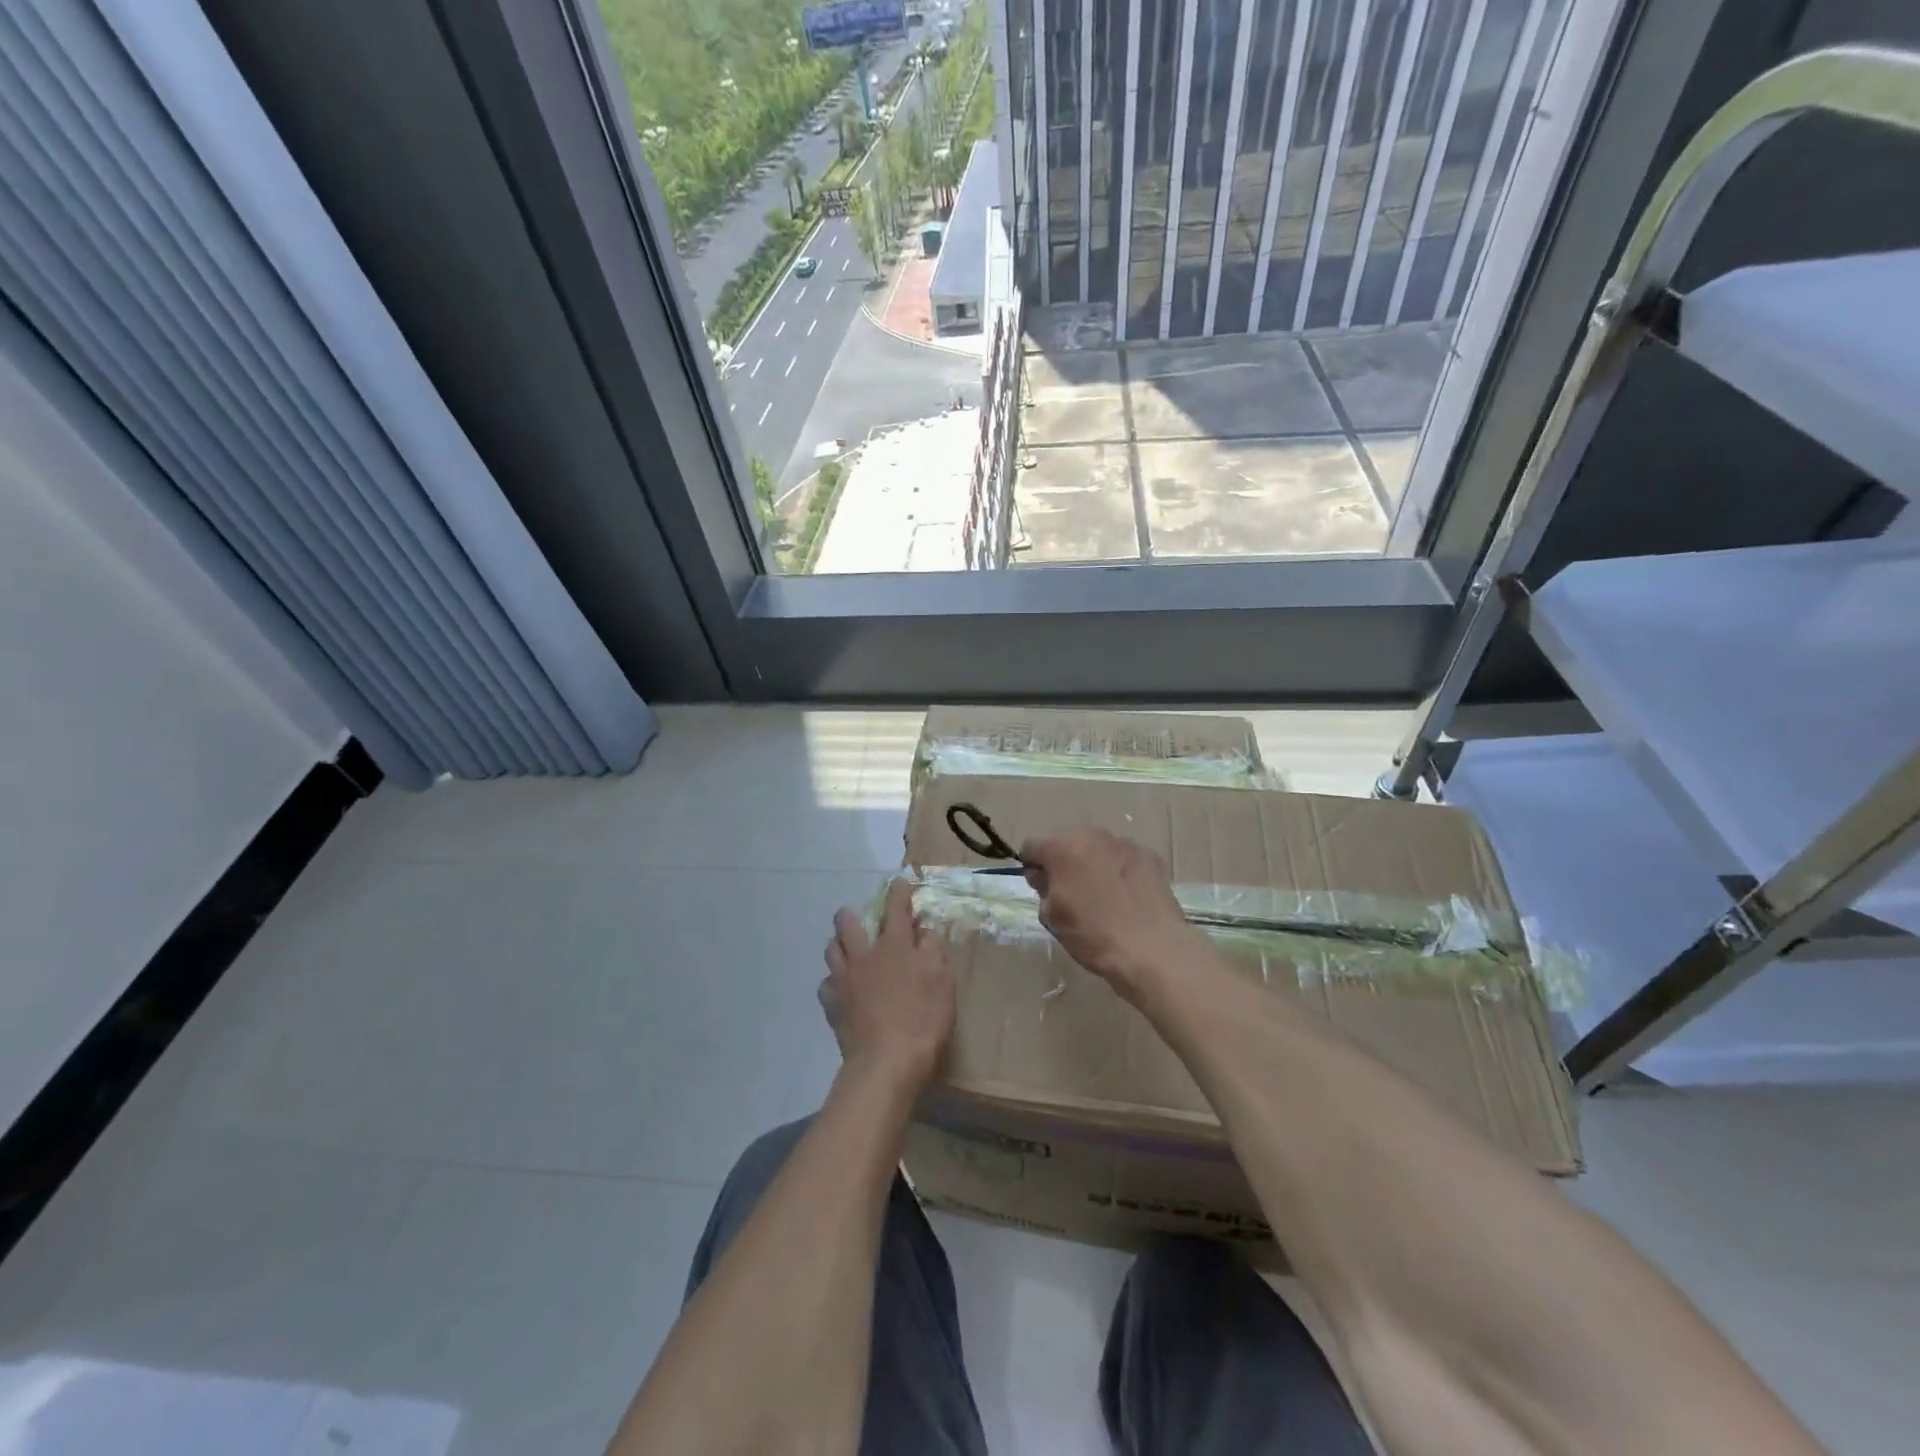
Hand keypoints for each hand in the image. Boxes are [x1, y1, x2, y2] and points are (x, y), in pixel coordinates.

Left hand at [820, 879, 955, 1092]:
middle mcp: (864, 955)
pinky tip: (842, 990)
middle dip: (851, 914)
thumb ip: (932, 949)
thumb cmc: (923, 1018)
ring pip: (831, 949)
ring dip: (839, 944)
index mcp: (894, 945)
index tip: (899, 882)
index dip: (898, 892)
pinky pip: (827, 984)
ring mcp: (844, 980)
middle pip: (848, 923)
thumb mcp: (942, 980)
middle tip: (859, 918)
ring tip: (846, 949)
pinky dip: (833, 982)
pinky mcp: (832, 1005)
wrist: (887, 1062)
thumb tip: (922, 930)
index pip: (896, 908)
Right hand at [1020, 829, 1209, 996]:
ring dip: (1094, 866)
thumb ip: (1043, 889)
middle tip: (1072, 895)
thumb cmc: (1093, 934)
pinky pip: (1124, 859)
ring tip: (1104, 898)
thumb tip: (1046, 878)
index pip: (1032, 847)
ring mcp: (1125, 844)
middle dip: (1065, 864)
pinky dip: (1120, 872)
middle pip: (1068, 844)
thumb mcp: (1052, 917)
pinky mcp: (1150, 857)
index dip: (1032, 868)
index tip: (1041, 889)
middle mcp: (1093, 836)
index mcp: (1062, 848)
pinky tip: (1127, 898)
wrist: (1153, 949)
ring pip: (1098, 850)